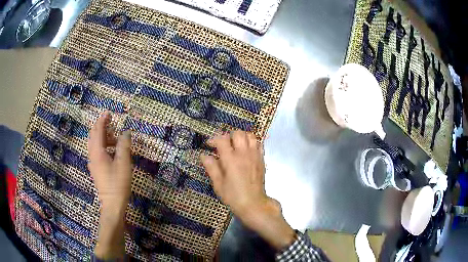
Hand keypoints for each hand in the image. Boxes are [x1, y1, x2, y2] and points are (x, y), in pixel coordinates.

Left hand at [88, 111, 132, 213]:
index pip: (98, 130)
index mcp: (97, 151)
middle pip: (94, 136)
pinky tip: (112, 151)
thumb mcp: (123, 163)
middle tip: (112, 123)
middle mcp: (92, 155)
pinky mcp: (96, 169)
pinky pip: (97, 152)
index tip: (108, 112)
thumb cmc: (118, 183)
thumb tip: (126, 132)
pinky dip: (103, 146)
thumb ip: (124, 145)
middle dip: (102, 127)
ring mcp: (93, 163)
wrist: (112, 204)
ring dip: (104, 137)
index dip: (103, 120)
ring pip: (95, 144)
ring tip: (116, 138)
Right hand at [201, 131, 295, 249]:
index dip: (213, 139)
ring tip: (235, 145)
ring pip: (250, 135)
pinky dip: (252, 142)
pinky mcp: (262, 159)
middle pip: (237, 133)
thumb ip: (211, 167)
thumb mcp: (218, 184)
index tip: (209, 145)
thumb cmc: (233, 196)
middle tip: (223, 145)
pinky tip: (246, 150)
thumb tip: (204, 156)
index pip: (222, 139)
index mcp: (231, 160)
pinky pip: (258, 144)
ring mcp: (255, 155)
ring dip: (241, 137)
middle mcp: (244, 154)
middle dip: (228, 136)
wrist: (253, 204)